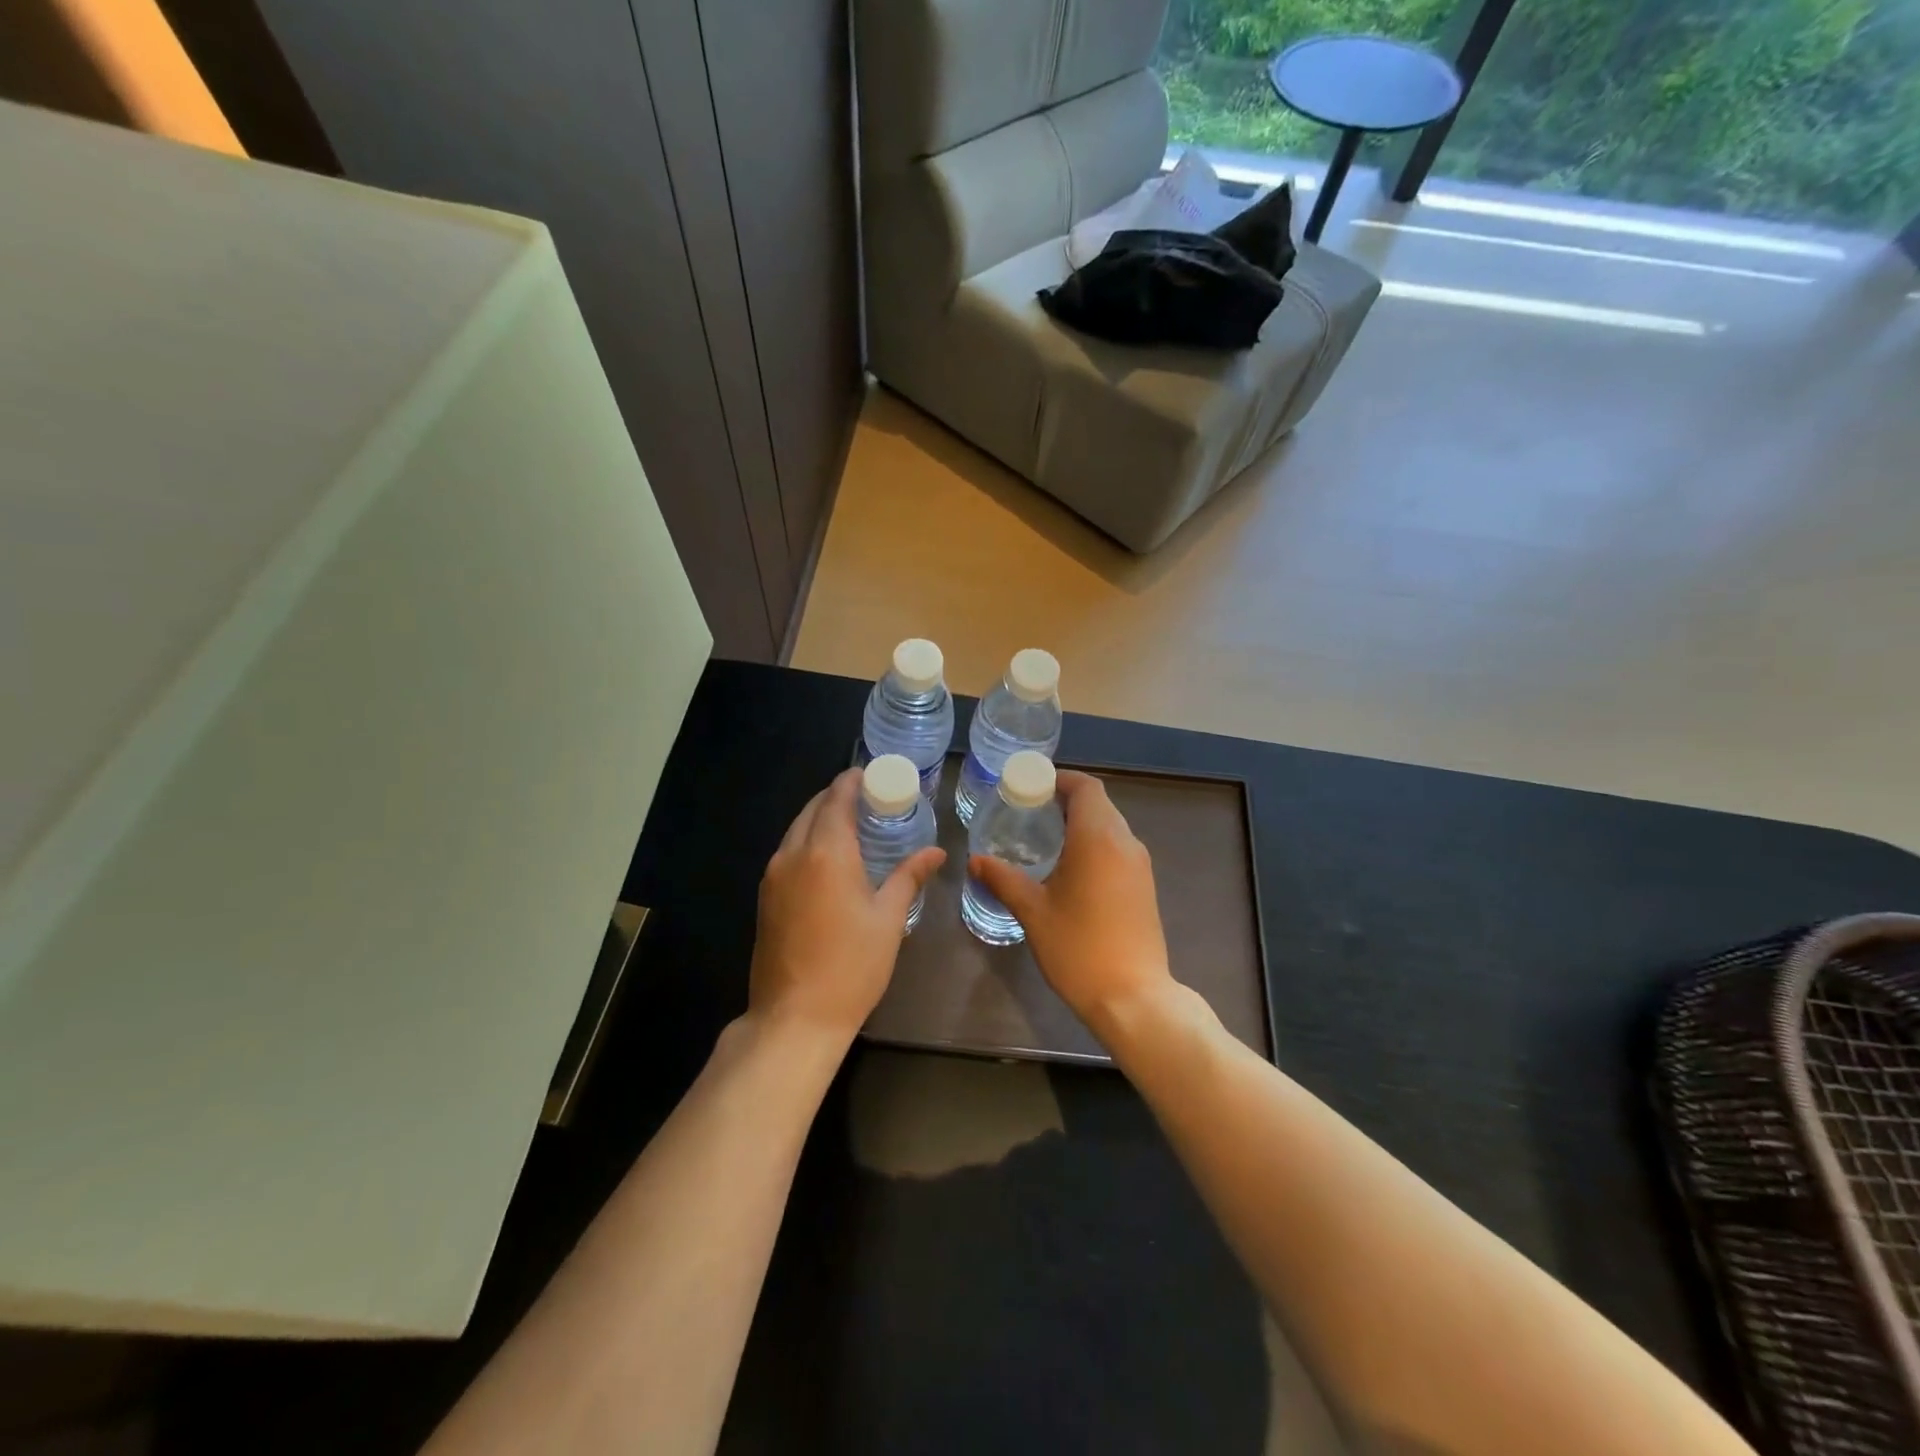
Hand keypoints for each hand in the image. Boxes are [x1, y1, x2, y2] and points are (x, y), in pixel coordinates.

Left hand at [749, 768, 945, 1042]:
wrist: (794, 1017)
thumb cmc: (851, 966)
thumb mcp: (888, 919)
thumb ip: (909, 877)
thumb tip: (936, 851)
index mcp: (826, 853)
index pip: (836, 799)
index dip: (852, 781)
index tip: (871, 774)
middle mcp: (793, 855)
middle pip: (812, 809)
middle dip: (837, 797)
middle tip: (868, 799)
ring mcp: (773, 876)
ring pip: (796, 830)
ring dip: (820, 819)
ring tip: (851, 825)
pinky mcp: (765, 897)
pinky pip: (787, 852)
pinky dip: (807, 841)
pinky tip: (829, 858)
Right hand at [968, 770, 1174, 1032]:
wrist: (1133, 997)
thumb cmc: (1078, 948)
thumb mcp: (1033, 911)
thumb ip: (1003, 879)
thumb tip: (975, 860)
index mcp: (1098, 838)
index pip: (1086, 787)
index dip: (1060, 780)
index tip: (1031, 789)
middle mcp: (1125, 842)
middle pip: (1099, 803)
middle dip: (1066, 800)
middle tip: (1030, 814)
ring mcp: (1140, 865)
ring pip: (1111, 826)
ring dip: (1081, 823)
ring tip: (1045, 840)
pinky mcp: (1144, 886)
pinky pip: (1119, 848)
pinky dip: (1095, 844)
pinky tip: (1070, 869)